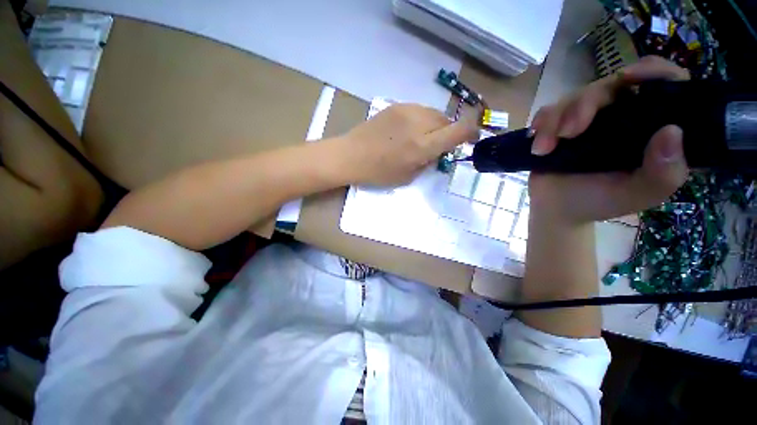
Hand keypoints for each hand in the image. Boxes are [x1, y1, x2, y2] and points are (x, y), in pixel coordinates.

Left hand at [338, 103, 477, 185]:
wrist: (351, 155)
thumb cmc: (378, 172)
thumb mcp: (408, 176)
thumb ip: (428, 162)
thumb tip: (438, 151)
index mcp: (422, 145)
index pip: (458, 131)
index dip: (470, 133)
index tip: (471, 139)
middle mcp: (419, 123)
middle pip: (447, 120)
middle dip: (447, 133)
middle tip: (436, 146)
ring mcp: (407, 110)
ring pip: (434, 113)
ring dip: (434, 126)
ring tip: (421, 138)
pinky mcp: (396, 105)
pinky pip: (419, 110)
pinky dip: (421, 120)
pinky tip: (408, 131)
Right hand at [528, 56, 690, 223]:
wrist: (557, 209)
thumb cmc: (600, 202)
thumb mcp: (639, 194)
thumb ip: (665, 172)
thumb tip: (672, 131)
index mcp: (651, 128)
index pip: (667, 85)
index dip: (654, 72)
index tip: (631, 78)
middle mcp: (624, 115)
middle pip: (611, 84)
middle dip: (586, 103)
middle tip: (569, 132)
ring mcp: (590, 118)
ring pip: (576, 95)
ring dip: (556, 119)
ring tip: (544, 149)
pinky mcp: (561, 124)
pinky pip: (550, 110)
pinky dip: (542, 123)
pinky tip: (537, 144)